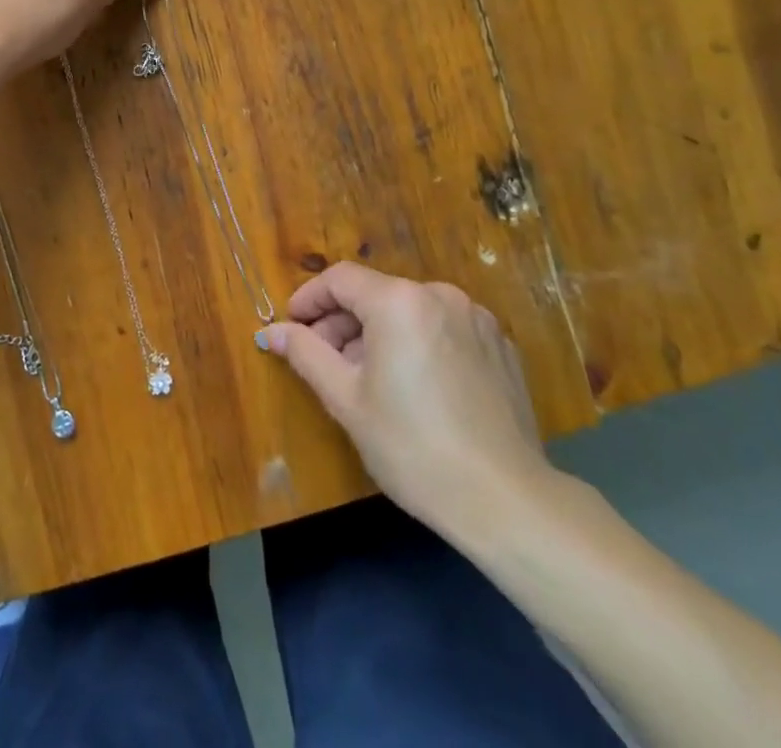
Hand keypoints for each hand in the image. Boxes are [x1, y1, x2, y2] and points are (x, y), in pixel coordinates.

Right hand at [259, 262, 560, 547]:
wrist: (507, 501)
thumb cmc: (413, 447)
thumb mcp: (346, 400)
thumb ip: (305, 354)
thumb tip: (272, 331)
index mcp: (399, 302)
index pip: (340, 279)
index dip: (309, 298)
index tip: (291, 326)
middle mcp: (440, 296)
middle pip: (376, 294)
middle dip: (342, 322)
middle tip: (323, 360)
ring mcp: (477, 320)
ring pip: (410, 311)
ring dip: (379, 334)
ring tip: (367, 379)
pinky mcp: (500, 347)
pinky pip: (443, 330)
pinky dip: (418, 344)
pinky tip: (415, 388)